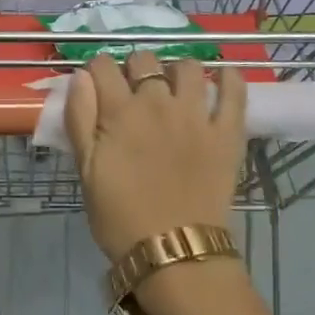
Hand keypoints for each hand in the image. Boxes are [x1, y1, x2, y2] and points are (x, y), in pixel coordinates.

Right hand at [65, 49, 248, 262]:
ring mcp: (196, 115)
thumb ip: (79, 119)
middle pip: (144, 59)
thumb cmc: (121, 218)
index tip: (99, 87)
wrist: (175, 255)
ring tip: (175, 90)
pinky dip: (230, 78)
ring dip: (177, 71)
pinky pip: (235, 91)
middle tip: (135, 93)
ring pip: (189, 66)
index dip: (98, 71)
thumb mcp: (86, 171)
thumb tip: (80, 77)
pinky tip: (224, 78)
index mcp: (119, 111)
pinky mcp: (227, 132)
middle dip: (135, 68)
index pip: (103, 65)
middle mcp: (158, 102)